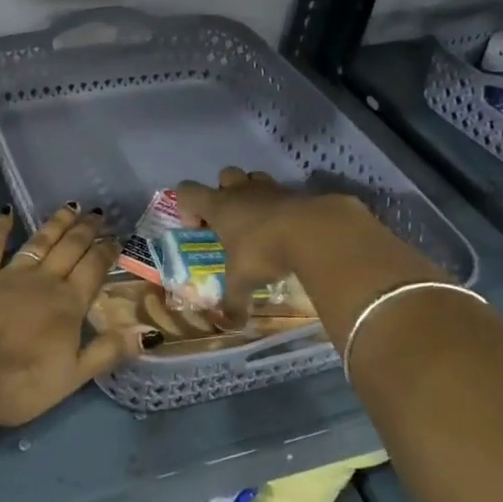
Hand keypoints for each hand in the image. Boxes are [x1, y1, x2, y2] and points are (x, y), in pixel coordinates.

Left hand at [0, 205, 137, 428]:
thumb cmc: (22, 383)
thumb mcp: (74, 376)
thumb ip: (109, 351)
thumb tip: (149, 332)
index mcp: (68, 303)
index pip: (93, 268)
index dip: (106, 251)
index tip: (116, 236)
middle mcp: (43, 280)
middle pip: (70, 248)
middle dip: (86, 230)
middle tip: (97, 212)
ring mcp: (9, 274)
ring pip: (39, 241)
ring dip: (56, 223)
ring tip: (69, 206)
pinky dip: (0, 228)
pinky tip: (7, 212)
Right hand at [175, 168, 414, 331]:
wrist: (315, 231)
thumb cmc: (265, 251)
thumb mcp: (244, 281)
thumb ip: (234, 300)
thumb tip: (230, 325)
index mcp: (219, 206)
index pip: (187, 191)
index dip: (187, 206)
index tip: (199, 228)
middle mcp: (241, 191)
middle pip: (223, 176)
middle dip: (224, 193)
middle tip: (232, 221)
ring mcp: (270, 188)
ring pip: (254, 177)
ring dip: (253, 193)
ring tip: (260, 221)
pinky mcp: (297, 192)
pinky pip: (282, 192)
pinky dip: (282, 205)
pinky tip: (289, 228)